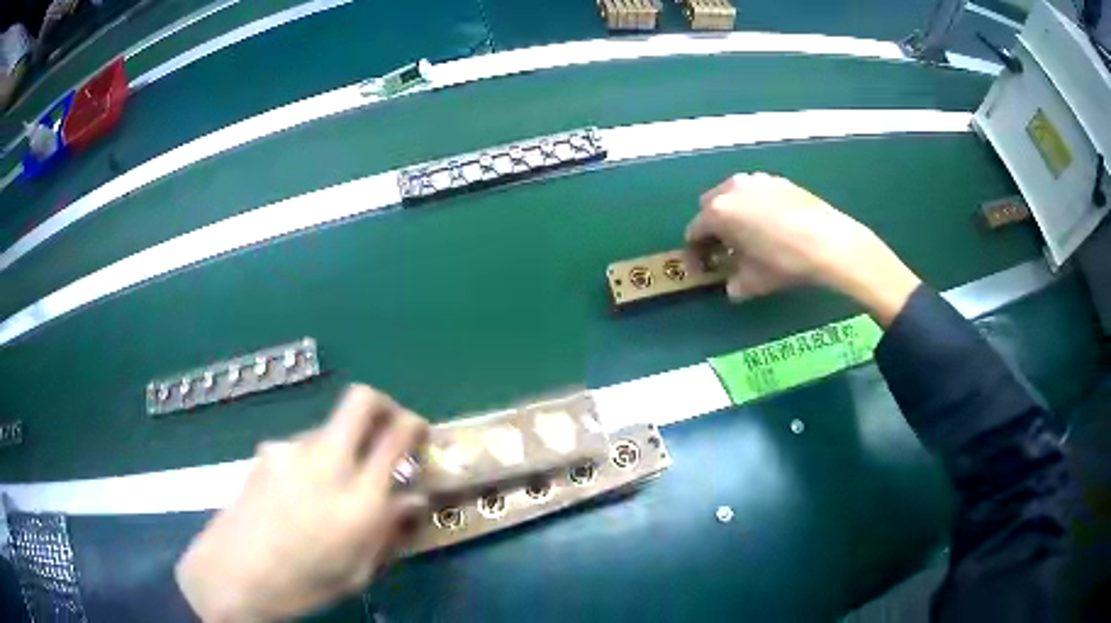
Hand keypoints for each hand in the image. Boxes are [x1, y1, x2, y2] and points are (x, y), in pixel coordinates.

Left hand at [176, 385, 428, 621]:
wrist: (234, 574)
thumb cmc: (304, 584)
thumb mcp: (358, 569)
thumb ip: (388, 529)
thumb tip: (414, 497)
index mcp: (358, 501)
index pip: (395, 437)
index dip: (414, 425)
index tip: (419, 434)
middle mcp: (326, 463)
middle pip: (360, 401)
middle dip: (383, 405)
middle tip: (389, 429)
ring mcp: (291, 451)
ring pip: (329, 428)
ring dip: (342, 446)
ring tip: (330, 489)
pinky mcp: (267, 451)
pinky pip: (301, 447)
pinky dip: (312, 461)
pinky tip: (298, 495)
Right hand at [685, 173, 920, 324]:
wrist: (829, 242)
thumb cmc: (785, 263)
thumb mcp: (753, 283)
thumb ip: (733, 284)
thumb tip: (732, 284)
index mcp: (718, 212)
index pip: (695, 230)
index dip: (697, 250)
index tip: (705, 264)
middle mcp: (732, 188)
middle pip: (710, 206)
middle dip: (714, 225)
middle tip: (729, 247)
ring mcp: (756, 179)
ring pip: (734, 195)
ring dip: (735, 212)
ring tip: (754, 233)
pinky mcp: (778, 179)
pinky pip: (757, 192)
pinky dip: (757, 205)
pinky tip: (775, 224)